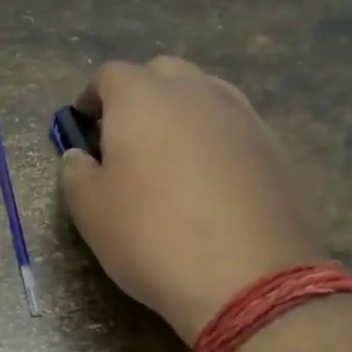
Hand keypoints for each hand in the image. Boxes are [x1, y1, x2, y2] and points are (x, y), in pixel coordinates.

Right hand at [60, 57, 327, 343]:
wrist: (249, 278)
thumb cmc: (151, 237)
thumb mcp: (90, 211)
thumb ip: (76, 173)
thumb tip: (80, 156)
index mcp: (143, 98)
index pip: (110, 75)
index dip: (92, 97)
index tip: (84, 125)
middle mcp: (196, 92)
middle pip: (163, 74)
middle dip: (140, 95)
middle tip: (127, 137)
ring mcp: (243, 116)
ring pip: (205, 95)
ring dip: (182, 114)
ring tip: (171, 157)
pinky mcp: (276, 147)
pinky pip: (235, 128)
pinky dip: (216, 141)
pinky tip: (212, 182)